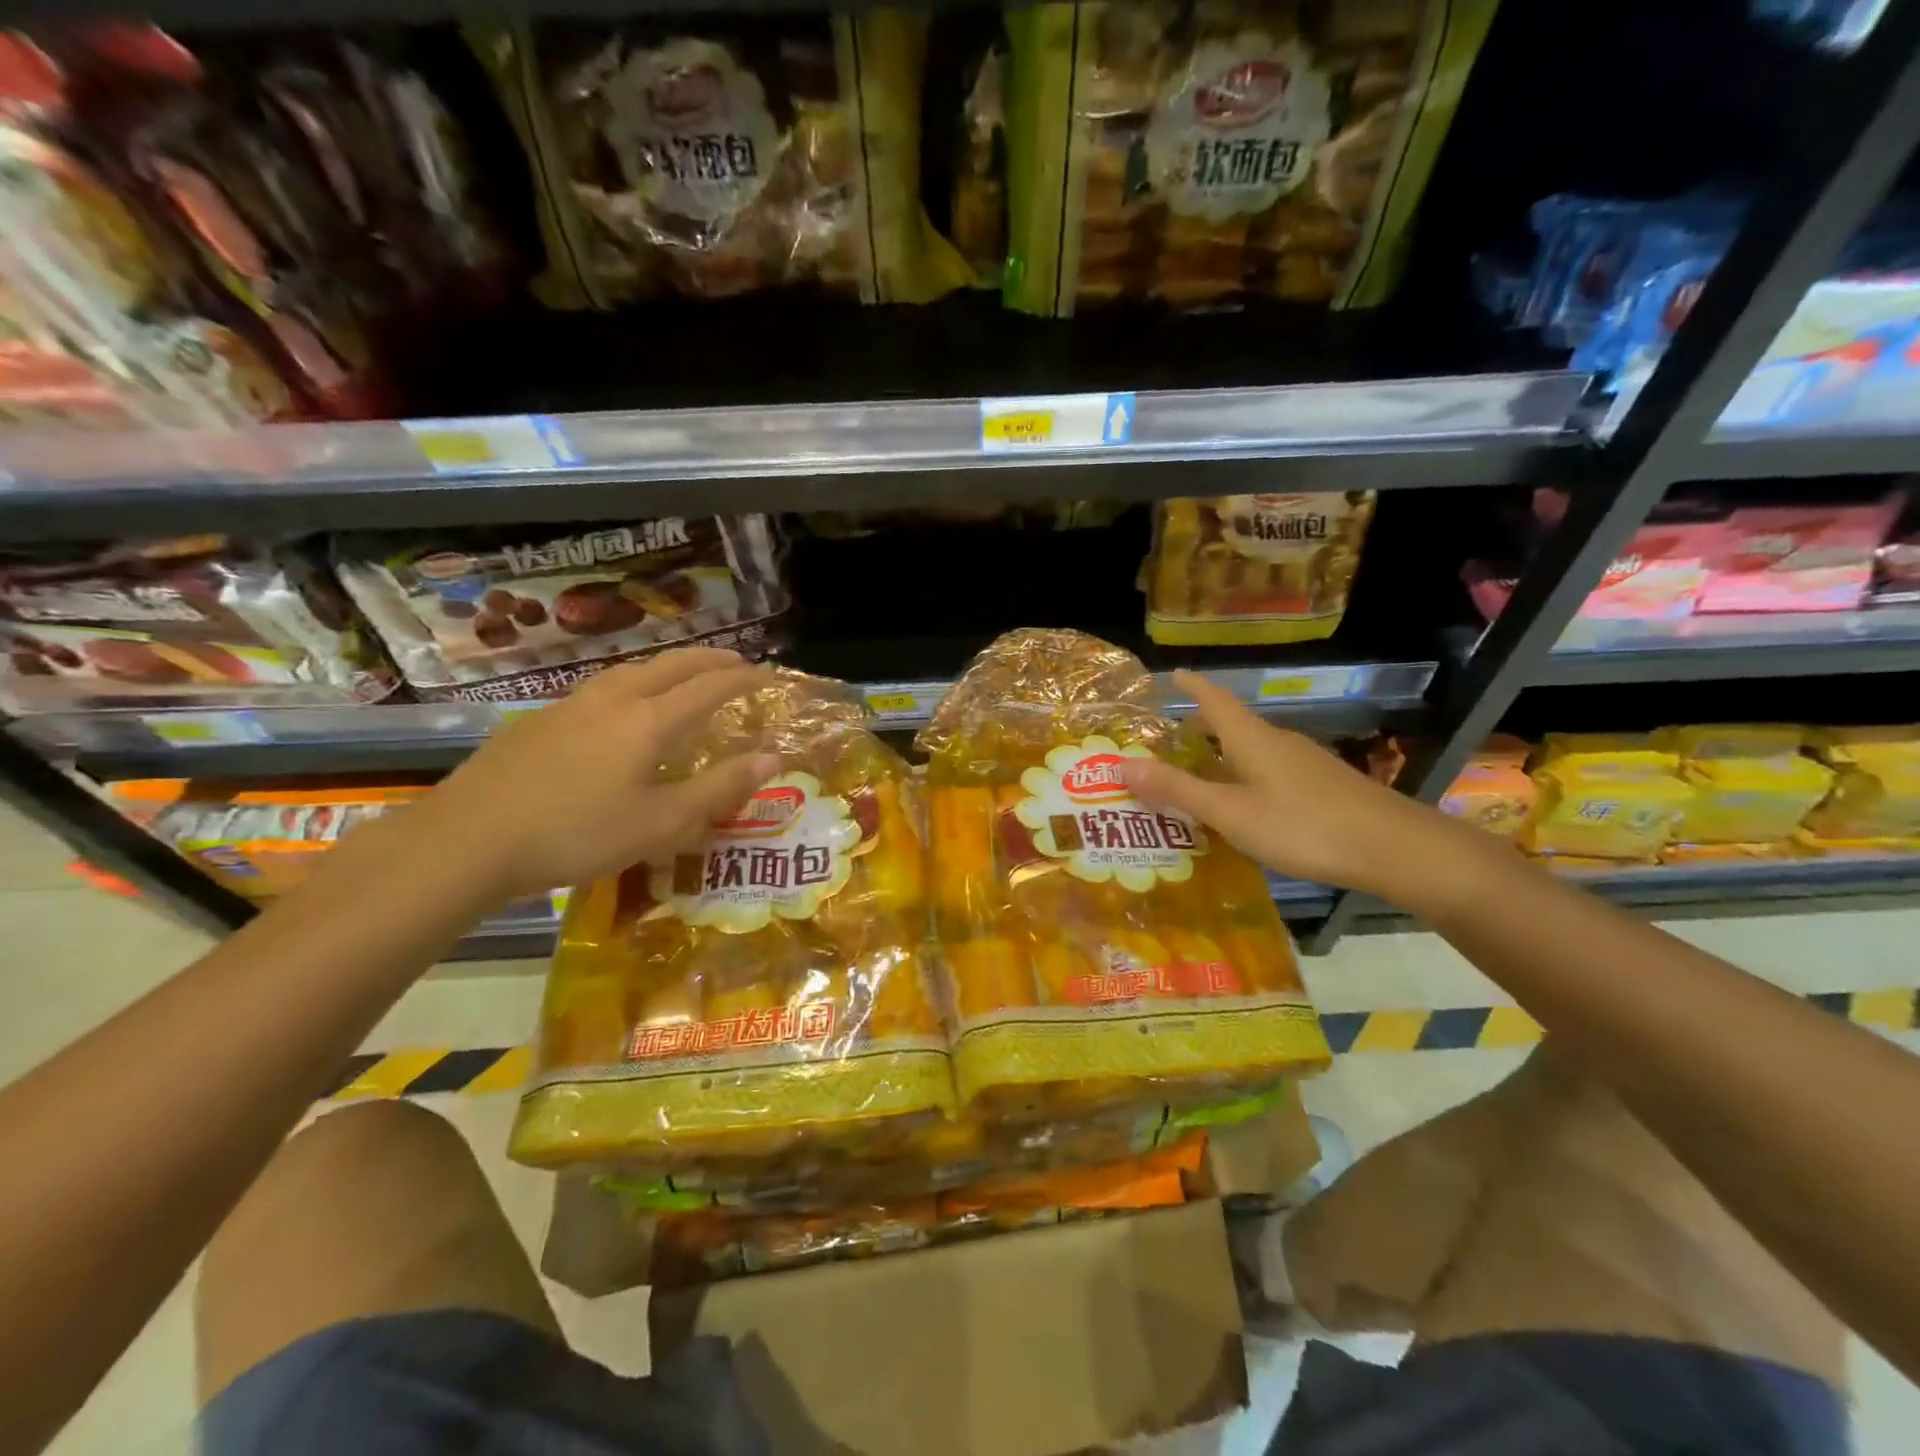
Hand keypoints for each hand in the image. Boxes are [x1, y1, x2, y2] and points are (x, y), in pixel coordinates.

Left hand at [409, 648, 777, 901]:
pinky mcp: (539, 721)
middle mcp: (612, 699)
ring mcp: (570, 706)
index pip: (709, 686)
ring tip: (684, 676)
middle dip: (709, 659)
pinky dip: (634, 683)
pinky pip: (602, 687)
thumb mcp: (661, 823)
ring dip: (669, 666)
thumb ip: (719, 789)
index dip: (743, 678)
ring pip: (631, 670)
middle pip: (671, 664)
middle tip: (737, 661)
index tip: (769, 675)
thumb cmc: (576, 835)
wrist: (466, 840)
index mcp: (648, 720)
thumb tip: (772, 758)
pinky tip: (621, 708)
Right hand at [1119, 669, 1462, 899]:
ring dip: (1223, 757)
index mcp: (1252, 740)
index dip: (1193, 687)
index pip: (1215, 701)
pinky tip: (1245, 806)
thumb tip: (1122, 764)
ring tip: (1199, 775)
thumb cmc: (1303, 826)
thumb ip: (1178, 790)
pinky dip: (1245, 778)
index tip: (1174, 674)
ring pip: (1254, 751)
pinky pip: (1271, 772)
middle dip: (1202, 727)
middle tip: (1171, 739)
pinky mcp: (1323, 787)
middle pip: (1233, 725)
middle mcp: (1278, 743)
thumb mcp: (1230, 812)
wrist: (1394, 848)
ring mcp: (1305, 764)